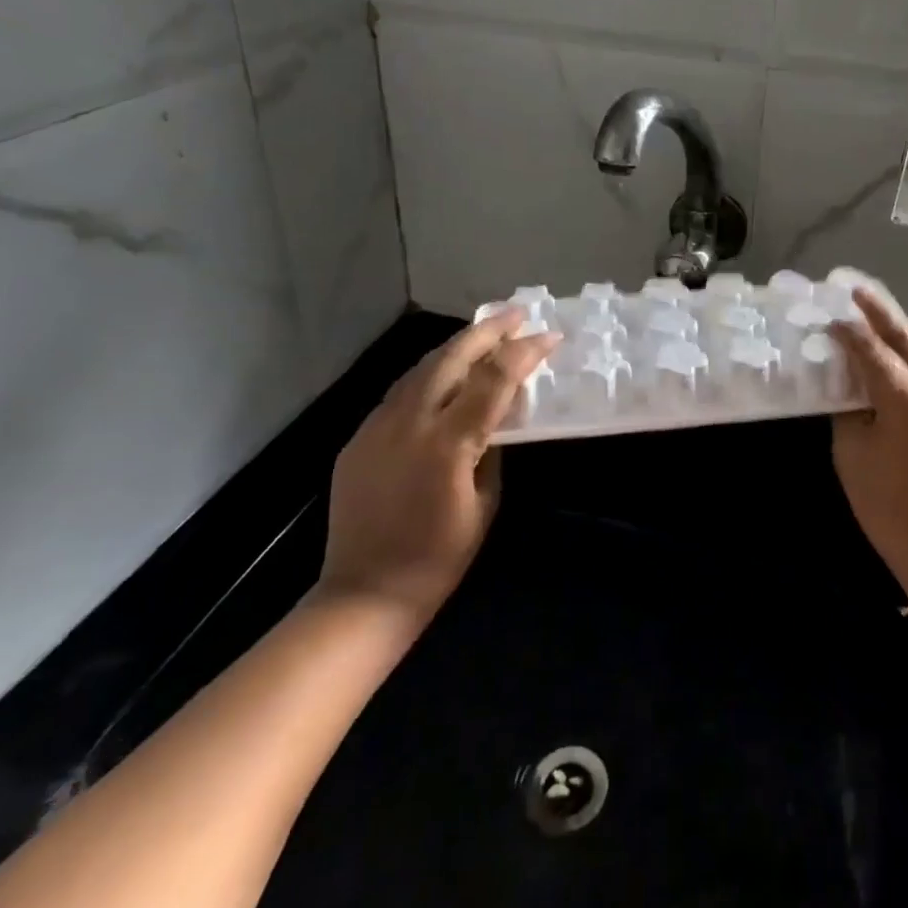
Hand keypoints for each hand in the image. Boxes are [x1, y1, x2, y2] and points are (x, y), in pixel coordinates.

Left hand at [317, 310, 558, 624]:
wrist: (364, 593)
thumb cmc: (438, 558)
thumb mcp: (485, 503)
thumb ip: (493, 449)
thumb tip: (501, 413)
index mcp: (448, 443)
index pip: (493, 379)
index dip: (525, 353)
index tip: (549, 337)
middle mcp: (409, 423)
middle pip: (452, 357)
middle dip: (488, 330)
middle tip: (517, 314)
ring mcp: (377, 426)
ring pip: (421, 368)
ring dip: (456, 346)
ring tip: (485, 333)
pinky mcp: (358, 437)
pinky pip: (400, 392)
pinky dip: (429, 374)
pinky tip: (444, 374)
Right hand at [828, 289, 907, 602]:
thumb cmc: (890, 510)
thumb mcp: (852, 457)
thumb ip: (851, 411)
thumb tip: (851, 384)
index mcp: (907, 402)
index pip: (872, 351)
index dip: (849, 331)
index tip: (833, 316)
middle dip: (880, 313)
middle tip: (859, 293)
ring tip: (906, 330)